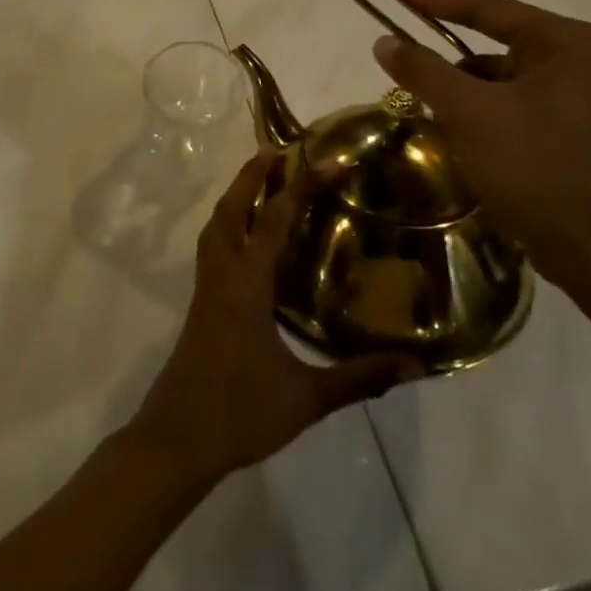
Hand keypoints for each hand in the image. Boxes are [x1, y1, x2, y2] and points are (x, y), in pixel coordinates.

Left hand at [125, 152, 423, 485]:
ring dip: (236, 198)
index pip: (274, 221)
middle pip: (231, 210)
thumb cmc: (239, 413)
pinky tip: (250, 243)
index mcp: (245, 285)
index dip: (302, 187)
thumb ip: (358, 378)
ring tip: (259, 181)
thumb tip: (414, 365)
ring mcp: (206, 289)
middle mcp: (222, 276)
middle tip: (276, 150)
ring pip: (216, 227)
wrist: (176, 439)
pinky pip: (215, 249)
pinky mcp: (201, 305)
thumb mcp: (305, 398)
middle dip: (251, 176)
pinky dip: (230, 227)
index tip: (329, 162)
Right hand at [371, 0, 590, 297]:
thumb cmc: (532, 165)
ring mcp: (568, 93)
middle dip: (444, 56)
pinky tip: (454, 134)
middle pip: (489, 40)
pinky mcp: (559, 124)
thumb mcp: (468, 111)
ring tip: (427, 110)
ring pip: (492, 75)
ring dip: (457, 89)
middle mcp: (572, 57)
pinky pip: (503, 100)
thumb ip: (422, 69)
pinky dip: (473, 110)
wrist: (587, 246)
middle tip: (398, 51)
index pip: (486, 7)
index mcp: (563, 41)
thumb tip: (384, 41)